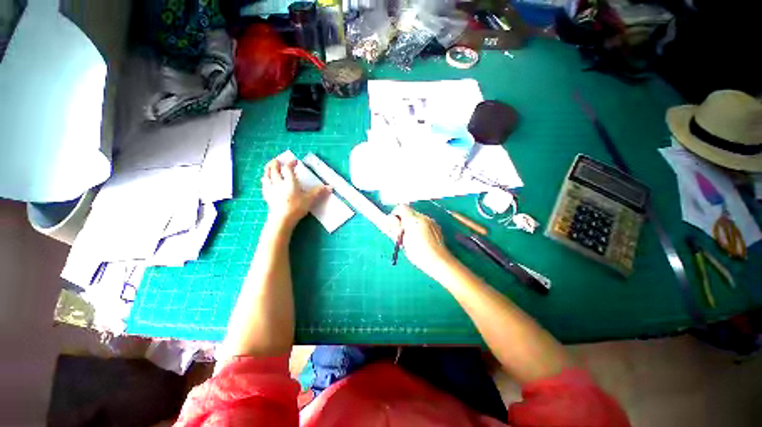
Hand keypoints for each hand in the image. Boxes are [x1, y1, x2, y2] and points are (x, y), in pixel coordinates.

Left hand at [261, 158, 329, 230]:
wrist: (282, 219)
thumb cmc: (296, 207)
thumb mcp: (310, 199)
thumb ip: (319, 191)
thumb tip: (330, 187)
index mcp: (290, 182)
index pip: (288, 168)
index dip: (291, 163)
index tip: (294, 161)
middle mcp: (279, 183)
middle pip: (274, 170)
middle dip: (275, 163)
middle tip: (277, 160)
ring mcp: (271, 189)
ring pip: (267, 176)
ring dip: (268, 169)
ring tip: (269, 166)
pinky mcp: (267, 196)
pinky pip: (264, 185)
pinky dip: (265, 180)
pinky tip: (265, 180)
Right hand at [391, 205, 453, 275]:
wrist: (438, 261)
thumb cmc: (419, 254)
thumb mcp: (402, 242)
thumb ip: (395, 229)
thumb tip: (388, 221)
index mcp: (413, 220)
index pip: (401, 207)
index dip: (395, 214)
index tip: (393, 224)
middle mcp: (423, 217)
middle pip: (409, 212)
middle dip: (403, 220)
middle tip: (401, 233)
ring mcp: (431, 221)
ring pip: (417, 217)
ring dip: (411, 223)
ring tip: (410, 237)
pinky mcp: (436, 226)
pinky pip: (424, 222)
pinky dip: (419, 227)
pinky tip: (420, 238)